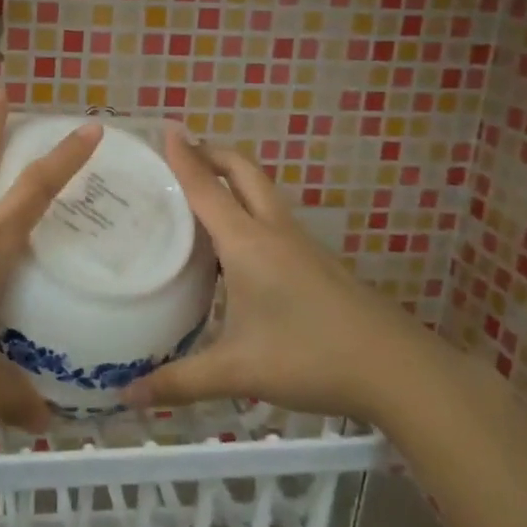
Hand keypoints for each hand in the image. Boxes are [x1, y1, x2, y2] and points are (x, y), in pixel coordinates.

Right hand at [122, 129, 431, 420]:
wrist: (398, 369)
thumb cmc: (311, 357)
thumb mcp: (238, 372)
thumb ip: (180, 382)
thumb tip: (128, 398)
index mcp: (248, 244)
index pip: (207, 188)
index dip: (184, 157)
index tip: (166, 128)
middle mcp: (274, 232)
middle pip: (243, 172)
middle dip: (213, 154)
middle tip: (181, 154)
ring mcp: (301, 245)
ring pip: (262, 194)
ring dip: (233, 181)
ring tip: (200, 196)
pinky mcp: (317, 262)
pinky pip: (274, 219)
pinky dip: (248, 210)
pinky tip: (237, 246)